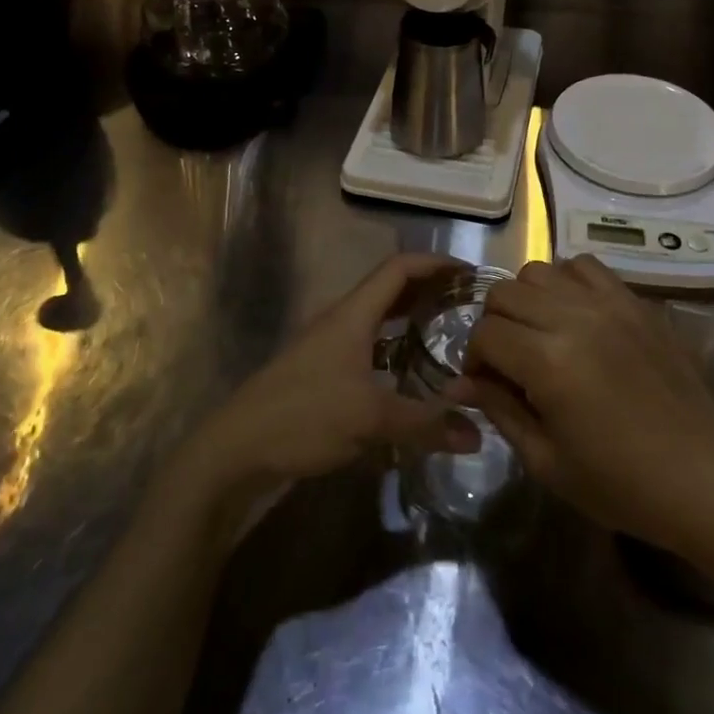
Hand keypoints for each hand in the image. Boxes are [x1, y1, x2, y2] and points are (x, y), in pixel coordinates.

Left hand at [160, 253, 481, 542]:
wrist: (235, 450)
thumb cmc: (303, 417)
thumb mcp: (370, 420)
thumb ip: (425, 424)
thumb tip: (477, 434)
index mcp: (352, 314)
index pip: (398, 268)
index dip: (435, 264)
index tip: (470, 274)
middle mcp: (341, 321)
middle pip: (390, 290)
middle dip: (428, 290)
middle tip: (467, 305)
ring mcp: (329, 347)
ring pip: (378, 320)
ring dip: (411, 319)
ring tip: (447, 334)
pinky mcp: (322, 374)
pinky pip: (368, 348)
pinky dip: (394, 350)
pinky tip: (411, 376)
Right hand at [457, 255, 713, 559]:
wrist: (706, 480)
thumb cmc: (622, 485)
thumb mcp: (547, 461)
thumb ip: (499, 410)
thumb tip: (459, 384)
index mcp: (549, 361)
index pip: (485, 333)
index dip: (475, 361)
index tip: (485, 386)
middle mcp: (575, 318)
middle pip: (505, 292)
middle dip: (494, 325)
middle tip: (509, 362)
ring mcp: (610, 304)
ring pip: (540, 270)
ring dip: (528, 299)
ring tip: (541, 334)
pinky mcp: (637, 302)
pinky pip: (586, 266)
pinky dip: (568, 282)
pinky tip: (576, 316)